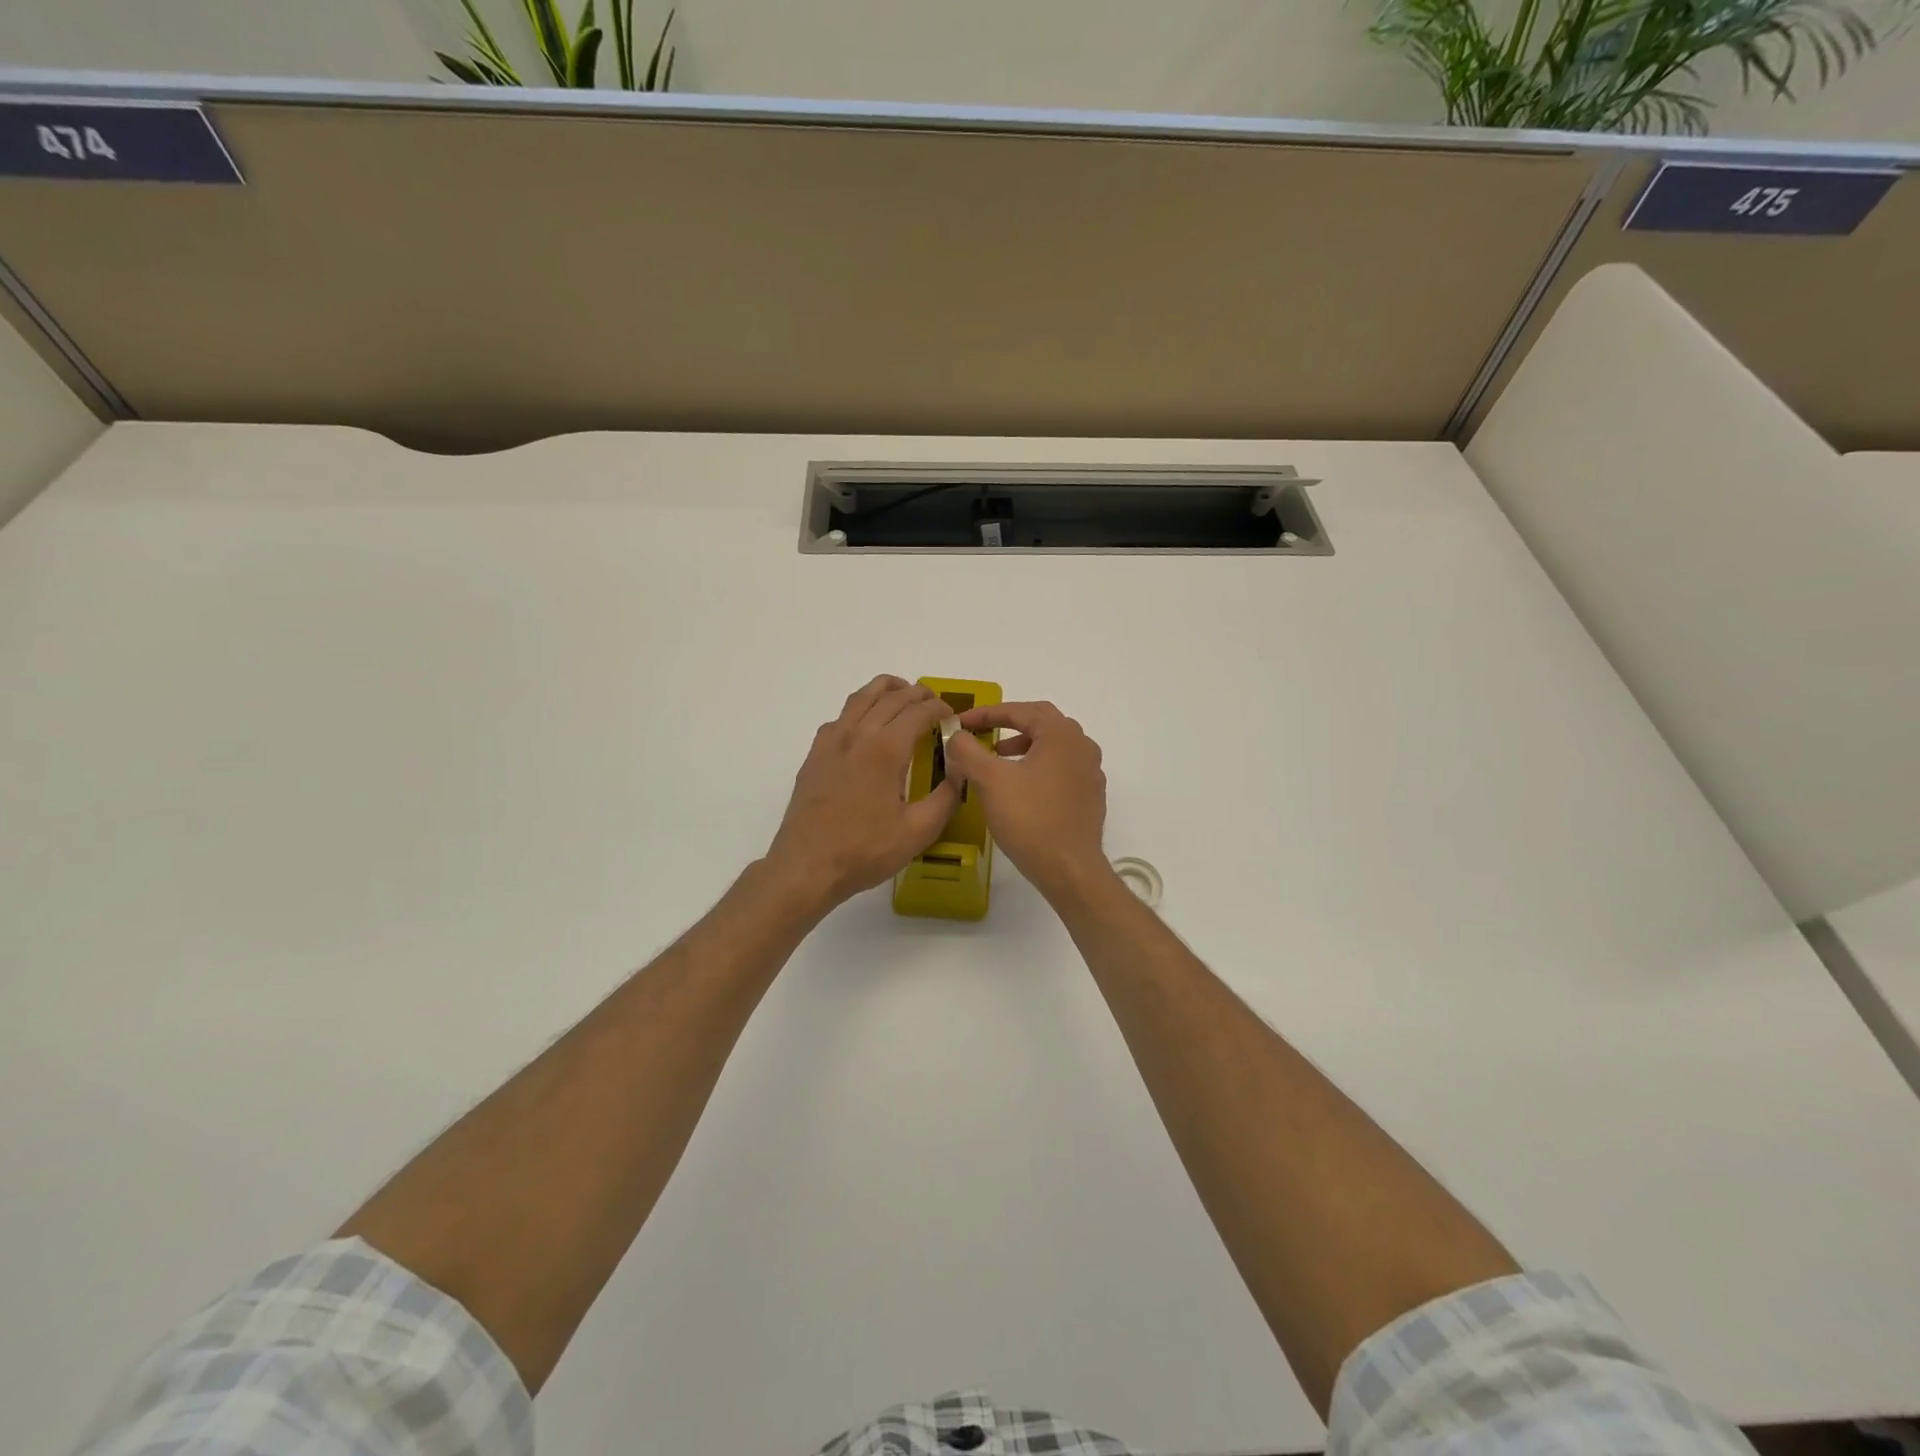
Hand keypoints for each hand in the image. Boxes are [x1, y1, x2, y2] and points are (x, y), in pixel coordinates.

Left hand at [763, 675, 961, 914]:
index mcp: (886, 750)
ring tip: (901, 693)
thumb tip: (961, 773)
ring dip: (885, 689)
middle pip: (890, 697)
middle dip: (917, 694)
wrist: (807, 866)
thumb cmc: (865, 850)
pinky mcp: (815, 756)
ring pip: (860, 698)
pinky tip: (864, 725)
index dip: (939, 708)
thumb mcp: (918, 831)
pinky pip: (839, 718)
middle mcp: (858, 735)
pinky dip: (858, 709)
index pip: (918, 712)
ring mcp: (832, 743)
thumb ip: (946, 798)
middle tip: (933, 702)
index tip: (952, 716)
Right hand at [943, 701, 1109, 901]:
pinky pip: (1062, 768)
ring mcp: (1091, 772)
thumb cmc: (1029, 819)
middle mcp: (1082, 746)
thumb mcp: (990, 780)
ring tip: (999, 758)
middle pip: (1042, 722)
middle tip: (982, 733)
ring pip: (1053, 745)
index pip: (1021, 710)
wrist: (1069, 868)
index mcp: (1061, 734)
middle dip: (1009, 724)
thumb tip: (957, 735)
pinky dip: (1038, 765)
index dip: (986, 713)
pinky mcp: (1091, 796)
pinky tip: (1022, 786)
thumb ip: (968, 751)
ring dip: (1024, 745)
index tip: (961, 722)